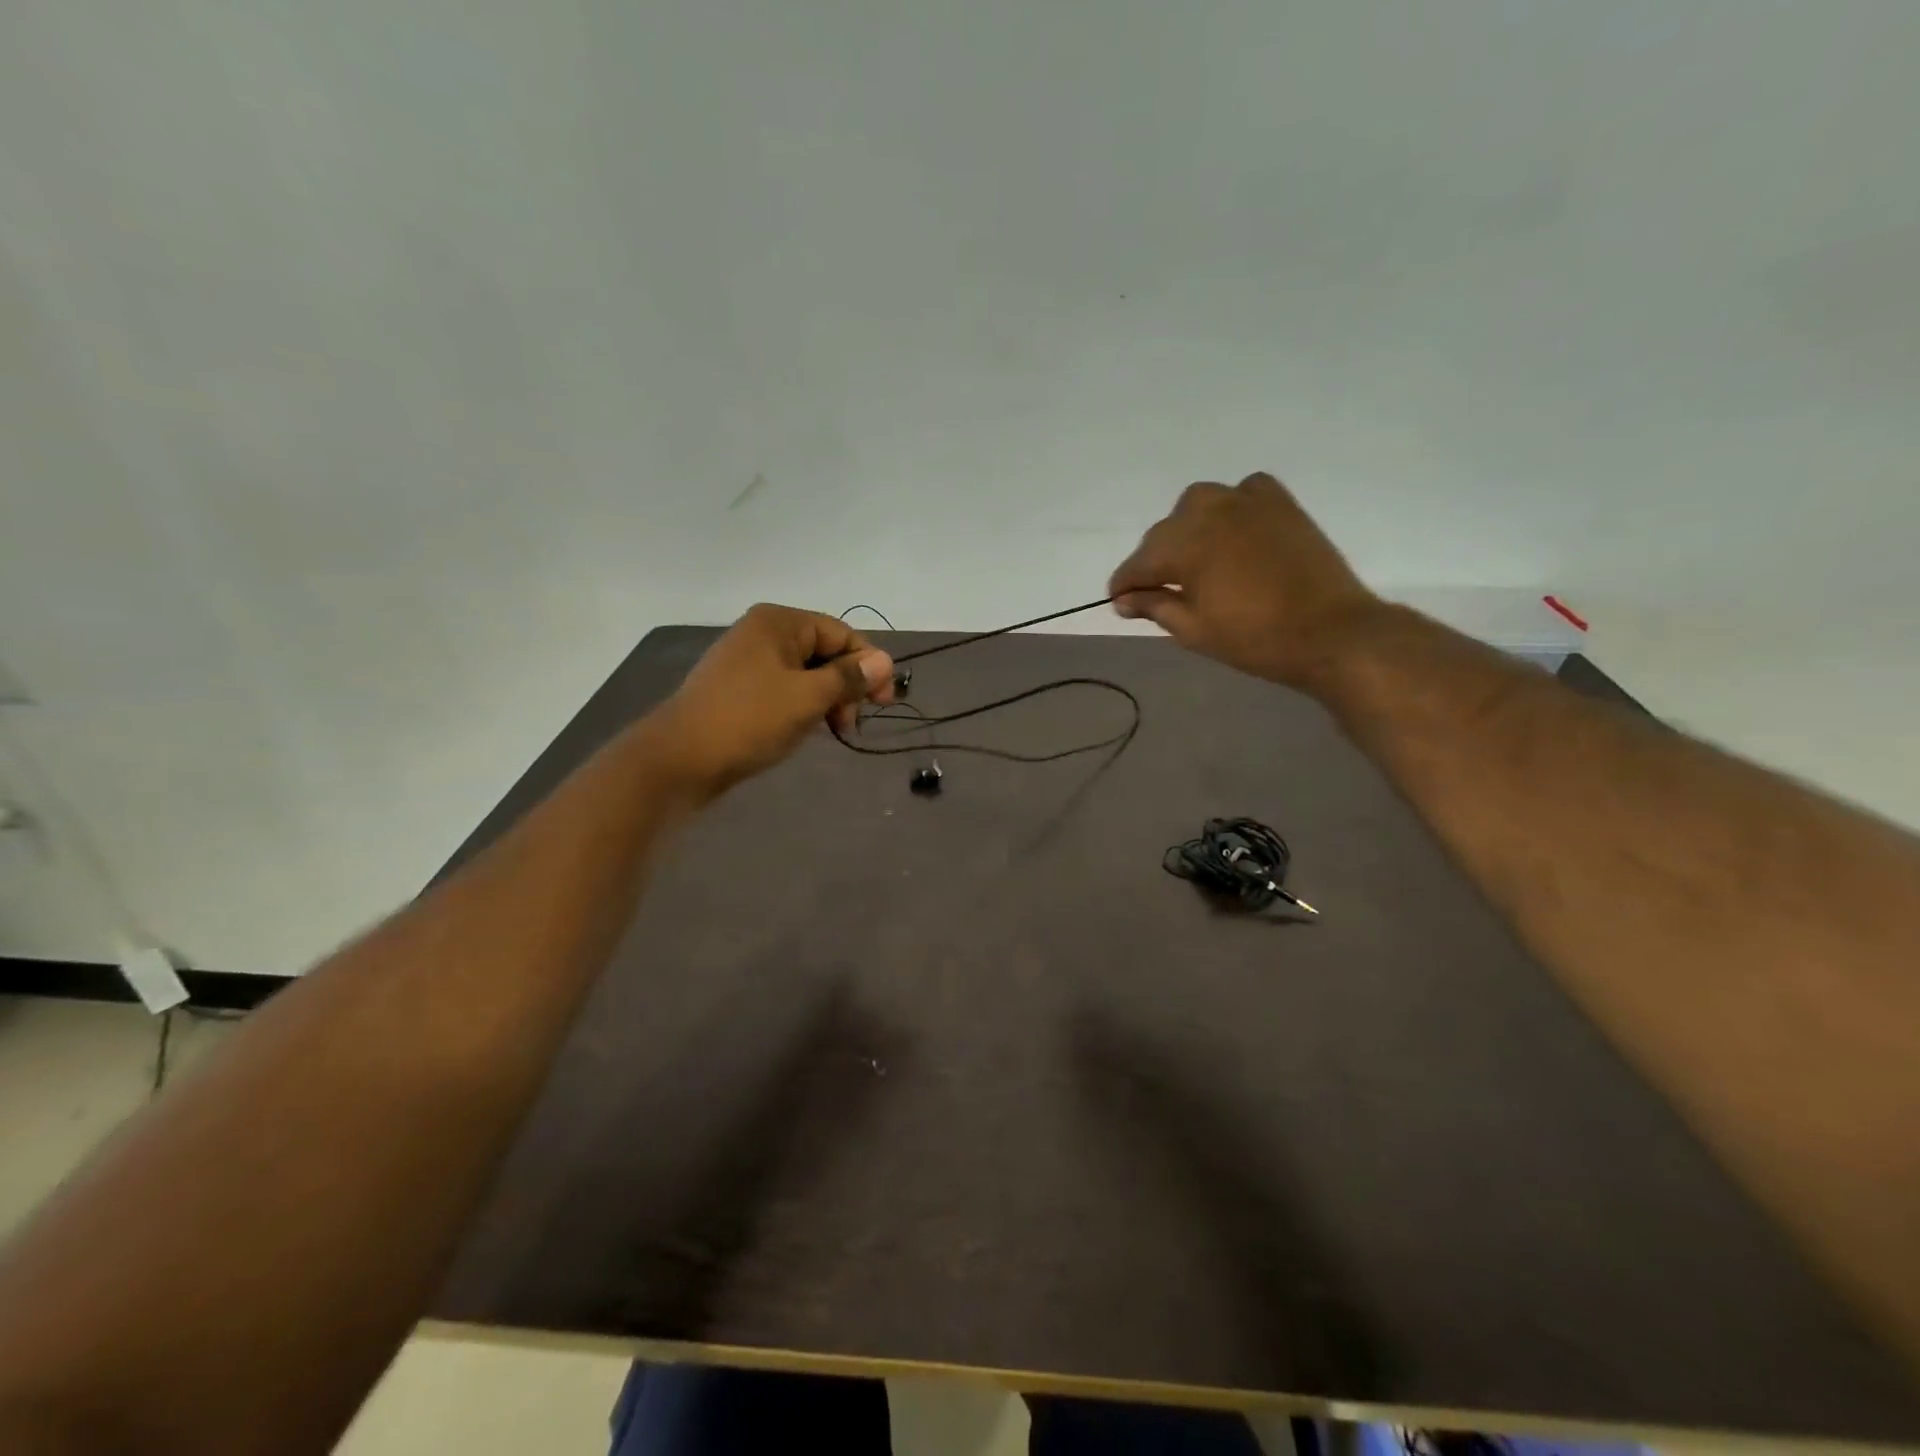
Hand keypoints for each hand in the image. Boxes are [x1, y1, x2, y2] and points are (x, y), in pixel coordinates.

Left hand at [645, 604, 894, 799]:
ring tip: (830, 731)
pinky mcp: (738, 688)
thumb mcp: (808, 697)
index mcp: (779, 622)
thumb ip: (849, 677)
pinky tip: (805, 729)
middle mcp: (762, 632)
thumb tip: (885, 661)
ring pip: (805, 673)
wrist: (679, 759)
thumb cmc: (749, 720)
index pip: (841, 633)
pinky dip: (802, 706)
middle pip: (824, 652)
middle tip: (849, 725)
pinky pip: (784, 688)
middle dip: (845, 686)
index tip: (883, 703)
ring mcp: (746, 660)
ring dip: (826, 699)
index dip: (869, 665)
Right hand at [1108, 472, 1381, 688]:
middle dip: (1154, 559)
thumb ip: (1155, 607)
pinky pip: (1244, 490)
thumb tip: (1124, 600)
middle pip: (1165, 531)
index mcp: (1186, 546)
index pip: (1139, 562)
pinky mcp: (1280, 504)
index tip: (1119, 601)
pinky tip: (1233, 529)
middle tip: (1157, 591)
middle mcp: (1210, 513)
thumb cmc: (1255, 639)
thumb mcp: (1194, 630)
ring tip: (1194, 557)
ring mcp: (1248, 503)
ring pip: (1199, 503)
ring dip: (1187, 527)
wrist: (1331, 632)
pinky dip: (1231, 506)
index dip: (1124, 584)